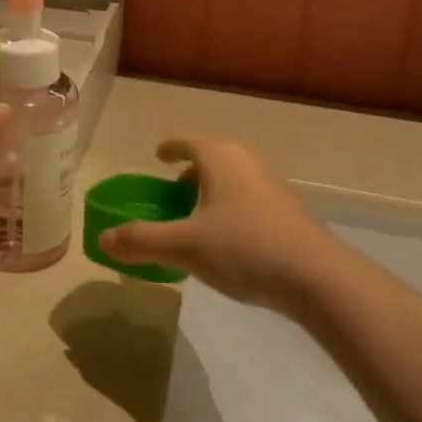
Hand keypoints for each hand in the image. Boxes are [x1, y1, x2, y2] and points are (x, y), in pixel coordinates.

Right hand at [99, 137, 328, 309]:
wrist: (318, 279)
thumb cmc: (244, 247)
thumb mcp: (184, 246)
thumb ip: (141, 241)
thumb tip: (103, 239)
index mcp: (219, 158)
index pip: (188, 142)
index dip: (169, 147)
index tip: (157, 155)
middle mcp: (247, 163)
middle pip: (212, 160)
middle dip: (189, 174)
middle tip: (171, 195)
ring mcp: (273, 188)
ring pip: (233, 182)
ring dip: (212, 195)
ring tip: (197, 223)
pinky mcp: (291, 215)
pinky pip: (250, 202)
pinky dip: (232, 212)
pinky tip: (229, 245)